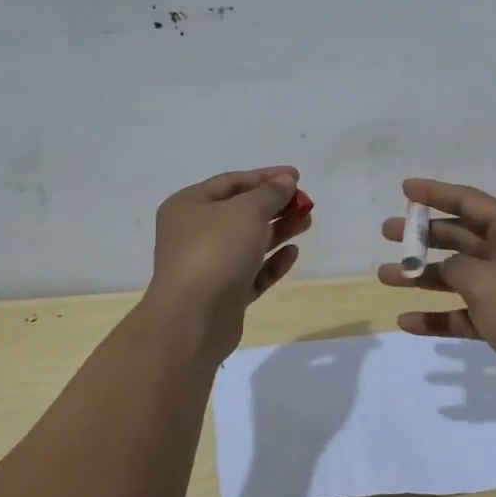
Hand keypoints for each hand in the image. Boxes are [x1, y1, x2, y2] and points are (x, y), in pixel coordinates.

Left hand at [145, 166, 309, 356]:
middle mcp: (194, 233)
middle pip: (241, 212)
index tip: (297, 176)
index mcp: (189, 206)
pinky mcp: (224, 293)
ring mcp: (209, 265)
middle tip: (305, 203)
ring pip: (249, 242)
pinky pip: (252, 272)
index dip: (265, 177)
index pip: (231, 182)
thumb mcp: (247, 211)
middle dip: (275, 205)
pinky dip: (272, 262)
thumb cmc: (215, 251)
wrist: (193, 319)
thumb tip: (285, 181)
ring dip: (278, 230)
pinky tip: (292, 253)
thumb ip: (270, 193)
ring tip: (306, 222)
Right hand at [379, 178, 495, 402]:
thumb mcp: (485, 281)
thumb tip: (445, 268)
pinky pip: (466, 311)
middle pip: (460, 237)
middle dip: (423, 236)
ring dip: (424, 276)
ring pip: (459, 275)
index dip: (435, 193)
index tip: (404, 188)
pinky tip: (408, 322)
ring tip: (385, 277)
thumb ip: (455, 267)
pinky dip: (440, 315)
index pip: (468, 202)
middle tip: (387, 233)